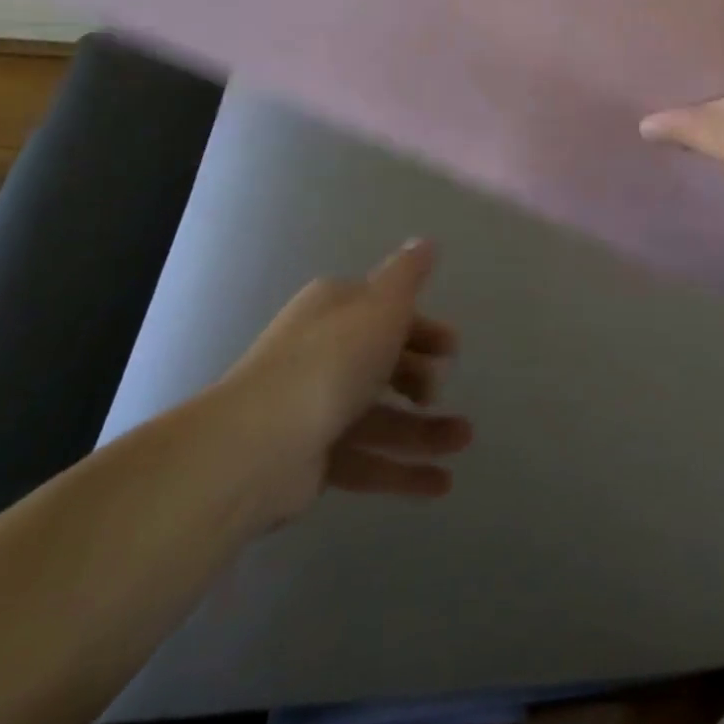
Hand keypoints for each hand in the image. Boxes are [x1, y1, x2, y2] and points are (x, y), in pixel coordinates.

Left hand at [206, 238, 472, 528]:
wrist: (258, 445)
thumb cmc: (332, 360)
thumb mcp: (382, 304)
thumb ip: (408, 275)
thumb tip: (425, 240)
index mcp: (335, 309)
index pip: (386, 311)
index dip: (422, 327)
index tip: (452, 347)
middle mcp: (324, 353)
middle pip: (383, 362)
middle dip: (422, 375)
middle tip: (441, 388)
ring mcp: (316, 408)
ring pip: (380, 415)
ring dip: (425, 428)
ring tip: (465, 439)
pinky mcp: (313, 459)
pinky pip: (367, 460)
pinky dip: (403, 470)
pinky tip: (442, 483)